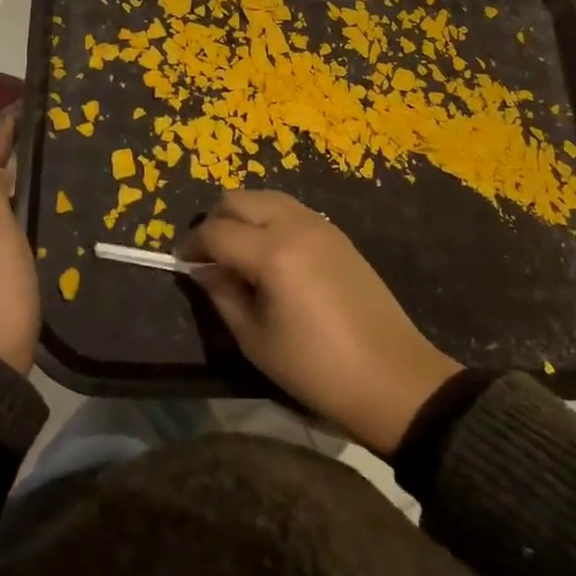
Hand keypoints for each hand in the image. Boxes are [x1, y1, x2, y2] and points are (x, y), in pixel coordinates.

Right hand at [181, 189, 460, 454]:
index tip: (182, 263)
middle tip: (209, 256)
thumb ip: (222, 296)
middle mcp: (294, 226)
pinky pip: (291, 209)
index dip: (192, 245)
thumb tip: (201, 270)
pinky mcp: (337, 234)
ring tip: (238, 252)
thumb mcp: (256, 341)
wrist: (393, 378)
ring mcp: (320, 225)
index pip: (215, 231)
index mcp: (272, 253)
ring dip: (243, 215)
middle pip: (239, 199)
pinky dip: (270, 218)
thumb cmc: (317, 369)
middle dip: (215, 221)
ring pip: (266, 197)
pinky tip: (270, 253)